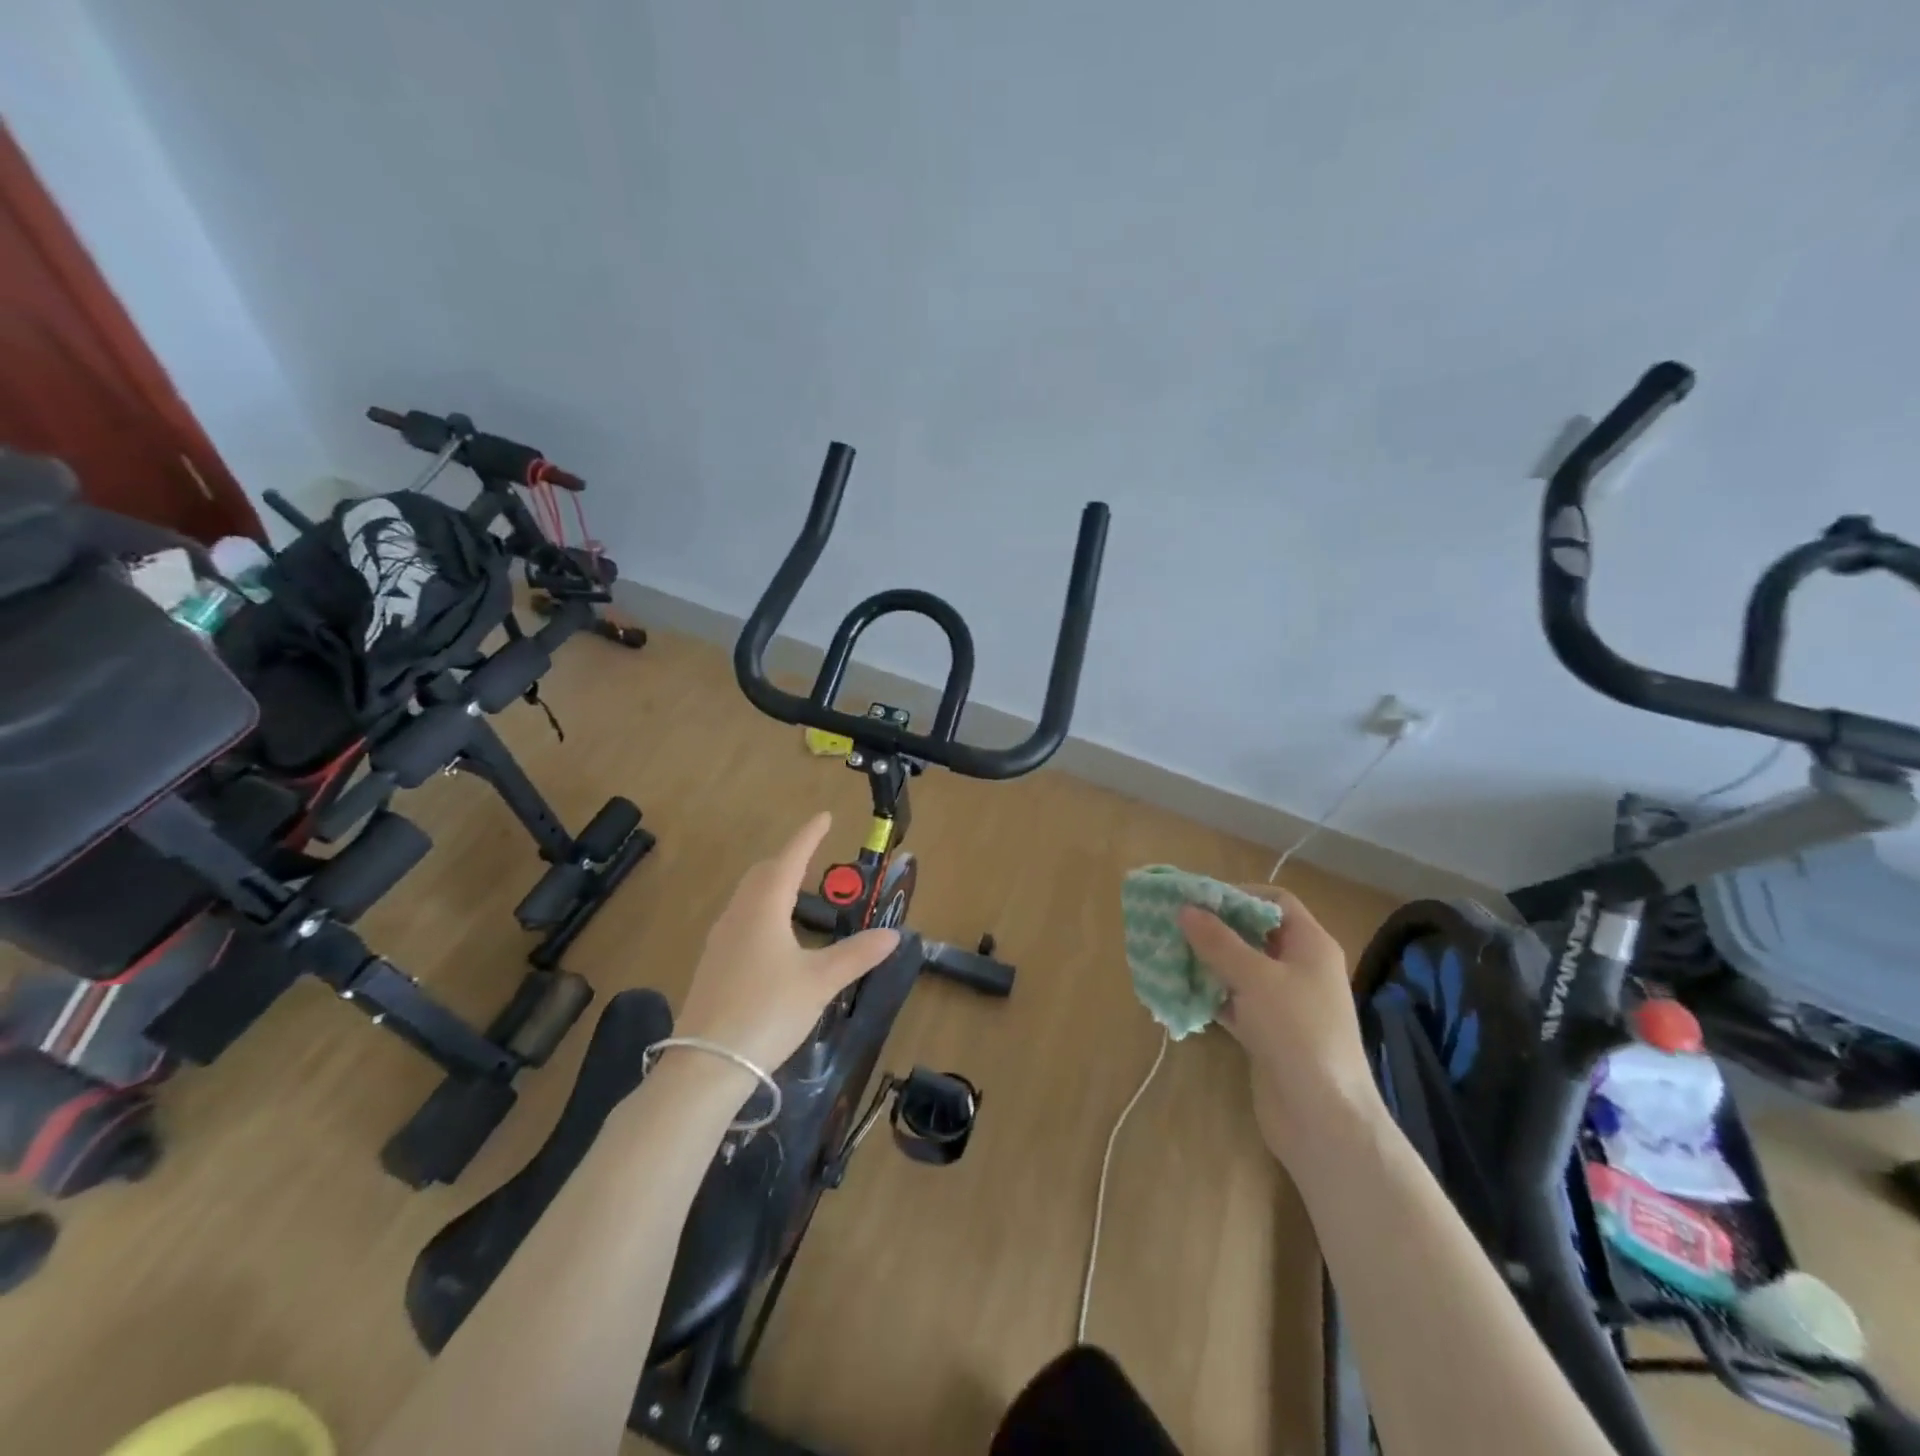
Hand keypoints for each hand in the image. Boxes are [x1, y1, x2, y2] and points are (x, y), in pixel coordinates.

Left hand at [675, 812, 900, 1071]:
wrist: (707, 1064)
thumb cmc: (768, 1011)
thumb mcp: (820, 982)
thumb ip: (857, 954)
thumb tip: (893, 934)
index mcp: (764, 909)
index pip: (789, 860)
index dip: (808, 836)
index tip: (824, 816)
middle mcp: (738, 915)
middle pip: (763, 873)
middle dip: (788, 858)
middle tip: (811, 854)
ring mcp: (720, 941)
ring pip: (747, 897)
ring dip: (771, 883)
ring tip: (795, 891)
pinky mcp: (713, 965)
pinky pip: (740, 919)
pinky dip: (761, 910)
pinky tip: (772, 936)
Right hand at [1177, 887, 1380, 1159]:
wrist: (1323, 1117)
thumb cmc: (1297, 1032)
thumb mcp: (1255, 978)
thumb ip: (1218, 941)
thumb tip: (1185, 909)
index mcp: (1311, 946)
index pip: (1276, 902)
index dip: (1238, 894)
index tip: (1198, 899)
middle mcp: (1300, 969)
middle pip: (1254, 934)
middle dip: (1215, 928)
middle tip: (1174, 924)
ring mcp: (1286, 1004)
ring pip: (1241, 969)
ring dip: (1208, 961)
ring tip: (1169, 954)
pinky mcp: (1269, 1033)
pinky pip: (1235, 1002)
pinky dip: (1211, 995)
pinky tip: (1180, 991)